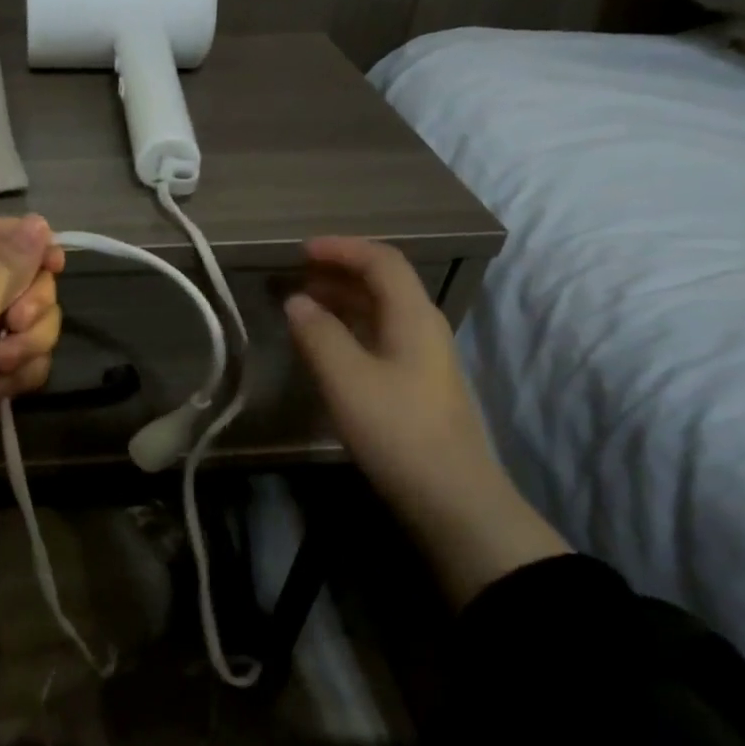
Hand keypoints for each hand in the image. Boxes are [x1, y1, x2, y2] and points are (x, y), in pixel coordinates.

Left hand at [0, 215, 64, 556]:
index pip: (2, 237)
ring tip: (0, 366)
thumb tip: (40, 222)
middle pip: (30, 281)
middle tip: (12, 324)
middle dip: (32, 305)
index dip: (35, 246)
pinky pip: (33, 361)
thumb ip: (8, 265)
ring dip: (28, 345)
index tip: (57, 265)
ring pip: (38, 324)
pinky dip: (21, 375)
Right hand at [284, 237, 567, 607]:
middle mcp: (423, 328)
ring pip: (380, 313)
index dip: (341, 248)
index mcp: (413, 316)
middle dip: (338, 272)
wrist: (450, 496)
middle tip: (294, 276)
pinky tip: (325, 347)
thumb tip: (296, 300)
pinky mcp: (414, 386)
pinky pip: (378, 339)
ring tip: (302, 306)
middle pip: (383, 283)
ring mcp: (422, 359)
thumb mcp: (347, 378)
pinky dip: (348, 330)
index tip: (299, 251)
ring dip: (342, 301)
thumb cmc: (397, 430)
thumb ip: (318, 334)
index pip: (382, 261)